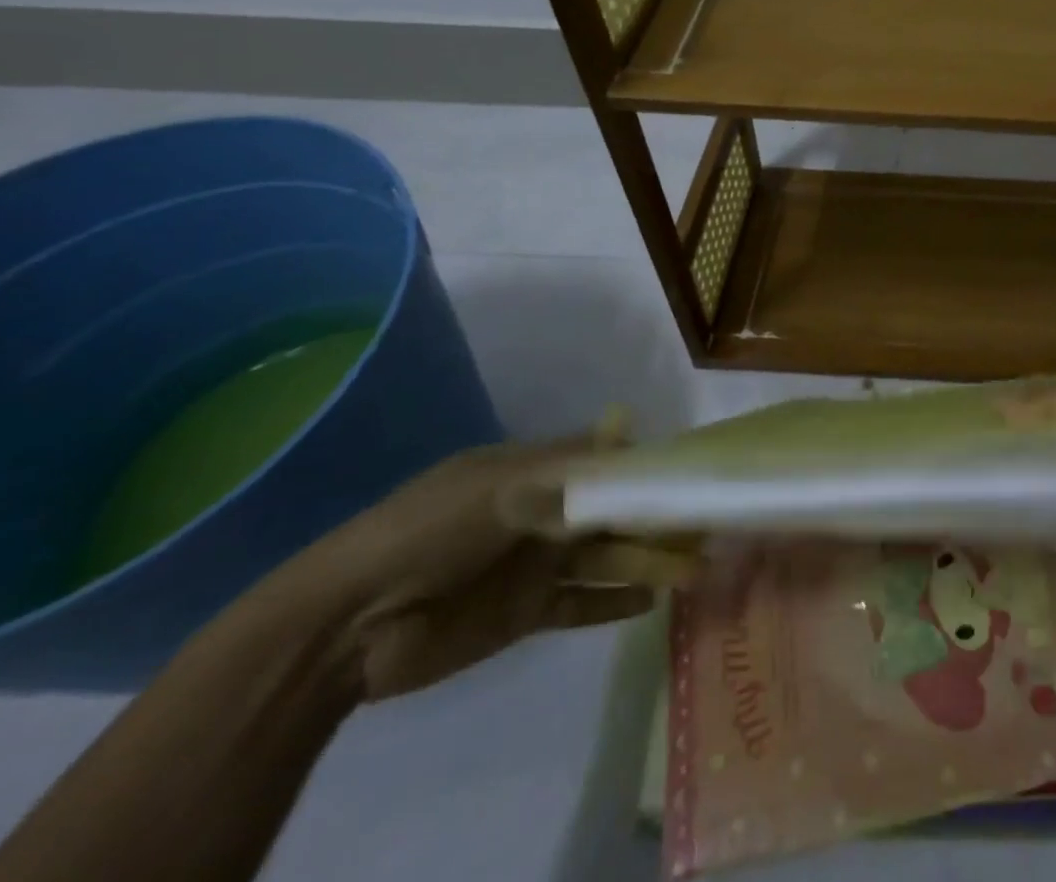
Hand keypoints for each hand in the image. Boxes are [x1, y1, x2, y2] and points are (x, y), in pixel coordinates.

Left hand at [265, 435, 696, 702]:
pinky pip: (582, 603)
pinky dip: (615, 602)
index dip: (643, 463)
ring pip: (606, 556)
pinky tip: (653, 600)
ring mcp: (534, 564)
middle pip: (612, 511)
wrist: (348, 628)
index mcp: (530, 472)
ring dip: (647, 560)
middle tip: (707, 522)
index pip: (602, 460)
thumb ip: (571, 468)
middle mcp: (540, 512)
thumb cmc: (430, 532)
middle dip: (655, 515)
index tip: (689, 469)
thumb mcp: (500, 487)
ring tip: (696, 566)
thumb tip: (631, 428)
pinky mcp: (526, 613)